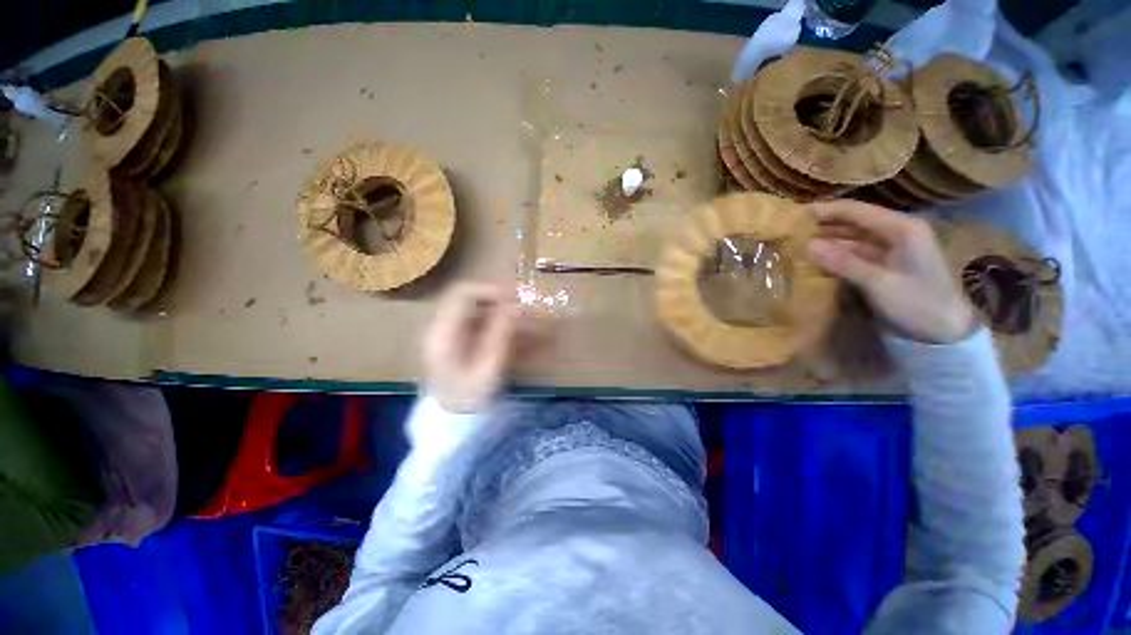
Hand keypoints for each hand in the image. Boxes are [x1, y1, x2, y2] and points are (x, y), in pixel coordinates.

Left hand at [423, 282, 528, 412]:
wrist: (451, 424)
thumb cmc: (469, 398)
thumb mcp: (488, 366)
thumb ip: (501, 332)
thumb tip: (517, 304)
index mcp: (444, 330)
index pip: (464, 293)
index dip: (492, 289)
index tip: (519, 297)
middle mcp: (446, 327)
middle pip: (475, 302)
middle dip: (506, 304)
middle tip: (531, 312)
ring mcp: (454, 336)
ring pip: (484, 315)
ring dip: (511, 318)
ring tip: (537, 329)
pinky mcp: (463, 344)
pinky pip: (487, 329)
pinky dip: (508, 331)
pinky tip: (528, 342)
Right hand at [806, 200, 974, 344]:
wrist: (947, 331)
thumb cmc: (918, 304)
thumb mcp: (879, 284)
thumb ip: (844, 262)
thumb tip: (807, 245)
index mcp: (902, 228)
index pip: (857, 211)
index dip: (826, 210)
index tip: (794, 215)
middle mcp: (897, 231)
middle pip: (854, 221)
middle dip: (823, 225)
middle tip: (790, 231)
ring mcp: (892, 247)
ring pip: (852, 238)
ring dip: (827, 241)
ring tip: (796, 244)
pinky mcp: (886, 263)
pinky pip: (855, 253)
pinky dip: (836, 255)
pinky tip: (815, 259)